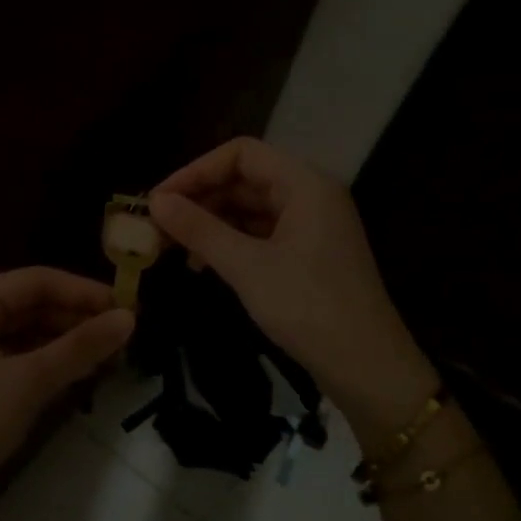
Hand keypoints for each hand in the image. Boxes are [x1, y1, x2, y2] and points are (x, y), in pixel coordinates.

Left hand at [0, 267, 133, 520]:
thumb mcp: (29, 380)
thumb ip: (80, 347)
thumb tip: (129, 318)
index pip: (34, 281)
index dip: (83, 291)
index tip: (128, 309)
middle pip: (27, 307)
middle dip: (75, 320)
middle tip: (123, 339)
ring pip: (20, 338)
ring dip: (62, 345)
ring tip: (107, 360)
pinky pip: (10, 363)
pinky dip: (42, 367)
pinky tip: (73, 379)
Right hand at [150, 138, 430, 420]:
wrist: (365, 365)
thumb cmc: (307, 307)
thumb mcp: (247, 266)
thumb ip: (200, 229)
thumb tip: (156, 202)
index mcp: (305, 184)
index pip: (241, 154)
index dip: (196, 171)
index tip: (158, 200)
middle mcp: (311, 196)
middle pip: (245, 180)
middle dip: (200, 200)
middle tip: (158, 228)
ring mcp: (311, 227)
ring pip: (251, 210)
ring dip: (211, 224)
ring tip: (173, 248)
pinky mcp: (308, 256)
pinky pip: (261, 235)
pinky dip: (230, 244)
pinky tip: (203, 265)